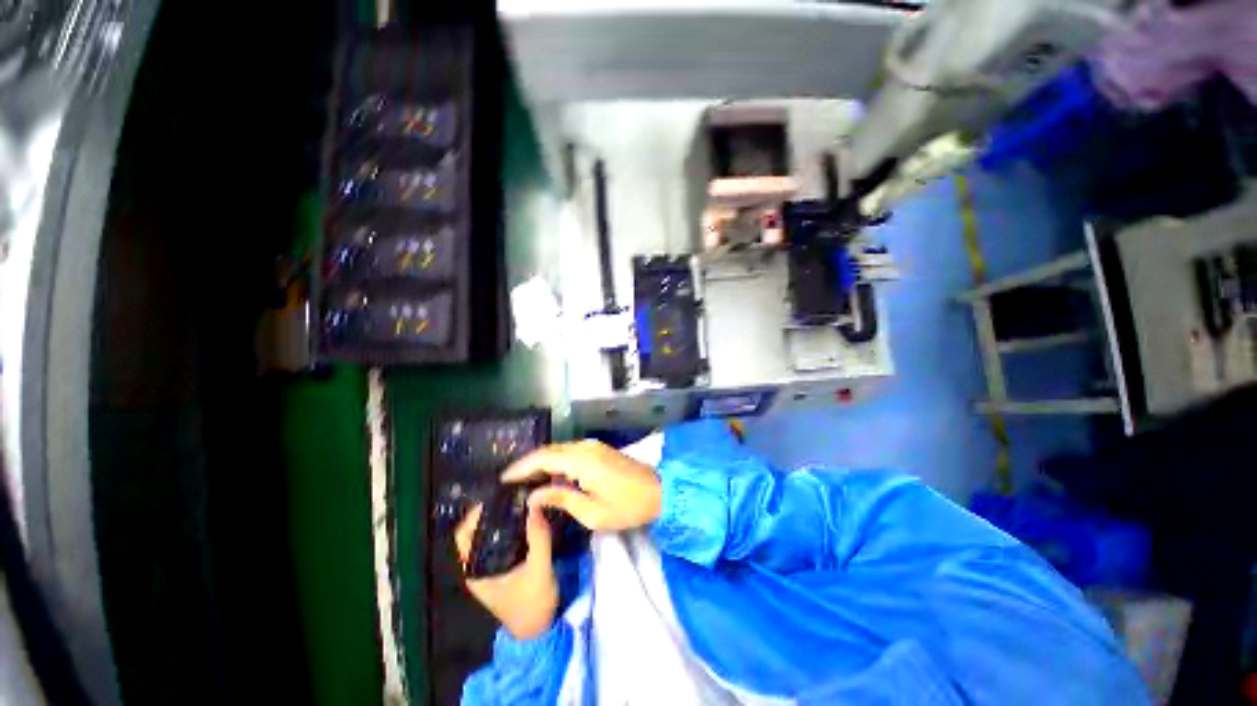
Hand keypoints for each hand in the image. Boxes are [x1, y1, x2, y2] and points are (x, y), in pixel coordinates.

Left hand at [454, 504, 557, 640]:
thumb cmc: (533, 604)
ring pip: (490, 534)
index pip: (463, 537)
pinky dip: (511, 526)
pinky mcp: (504, 565)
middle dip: (492, 512)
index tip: (495, 497)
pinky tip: (526, 515)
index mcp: (476, 570)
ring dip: (502, 517)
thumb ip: (538, 538)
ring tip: (520, 499)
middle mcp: (479, 566)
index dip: (474, 515)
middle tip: (512, 493)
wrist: (540, 629)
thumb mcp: (539, 570)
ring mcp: (491, 566)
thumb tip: (535, 504)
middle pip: (476, 531)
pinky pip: (503, 539)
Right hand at [502, 440, 661, 531]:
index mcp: (581, 460)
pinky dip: (556, 462)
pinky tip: (549, 477)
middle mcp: (584, 447)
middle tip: (510, 482)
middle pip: (549, 450)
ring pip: (560, 450)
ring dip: (542, 463)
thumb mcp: (592, 512)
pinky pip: (571, 453)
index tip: (503, 478)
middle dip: (529, 464)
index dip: (521, 467)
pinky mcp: (599, 450)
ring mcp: (593, 446)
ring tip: (525, 481)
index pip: (542, 458)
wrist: (659, 491)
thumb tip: (534, 497)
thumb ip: (561, 499)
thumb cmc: (626, 506)